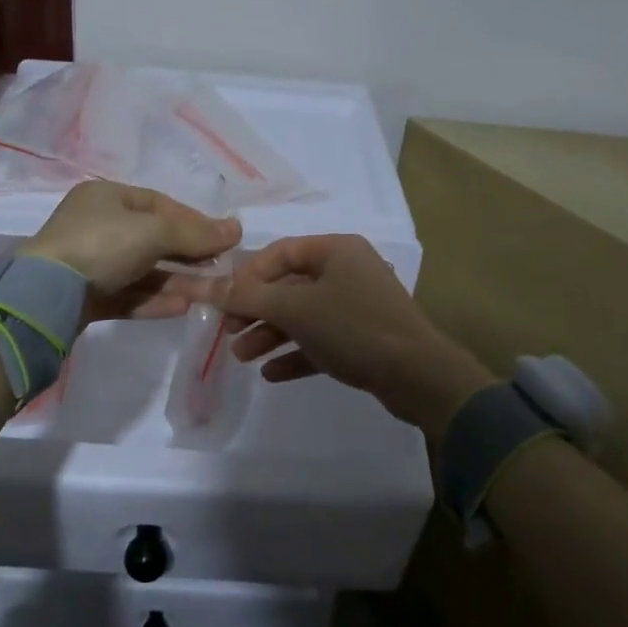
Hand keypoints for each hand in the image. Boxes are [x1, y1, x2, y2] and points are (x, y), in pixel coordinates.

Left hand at [21, 181, 240, 322]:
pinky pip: (128, 295)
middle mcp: (97, 226)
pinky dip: (154, 300)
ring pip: (142, 271)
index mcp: (106, 197)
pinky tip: (182, 308)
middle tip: (220, 269)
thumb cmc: (101, 245)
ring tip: (208, 295)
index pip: (159, 204)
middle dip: (188, 255)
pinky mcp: (86, 297)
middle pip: (153, 239)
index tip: (222, 239)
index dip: (193, 220)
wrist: (46, 295)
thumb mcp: (153, 231)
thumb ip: (195, 233)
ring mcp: (89, 263)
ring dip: (176, 281)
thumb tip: (237, 230)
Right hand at [215, 234, 493, 435]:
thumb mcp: (296, 309)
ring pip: (303, 315)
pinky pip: (320, 341)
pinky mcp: (363, 339)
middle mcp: (347, 271)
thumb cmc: (354, 327)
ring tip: (242, 356)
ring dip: (270, 334)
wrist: (418, 376)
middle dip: (255, 310)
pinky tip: (271, 373)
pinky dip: (295, 353)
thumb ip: (250, 297)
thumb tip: (209, 287)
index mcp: (336, 250)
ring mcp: (357, 306)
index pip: (280, 252)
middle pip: (289, 285)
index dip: (248, 274)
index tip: (224, 300)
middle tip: (228, 332)